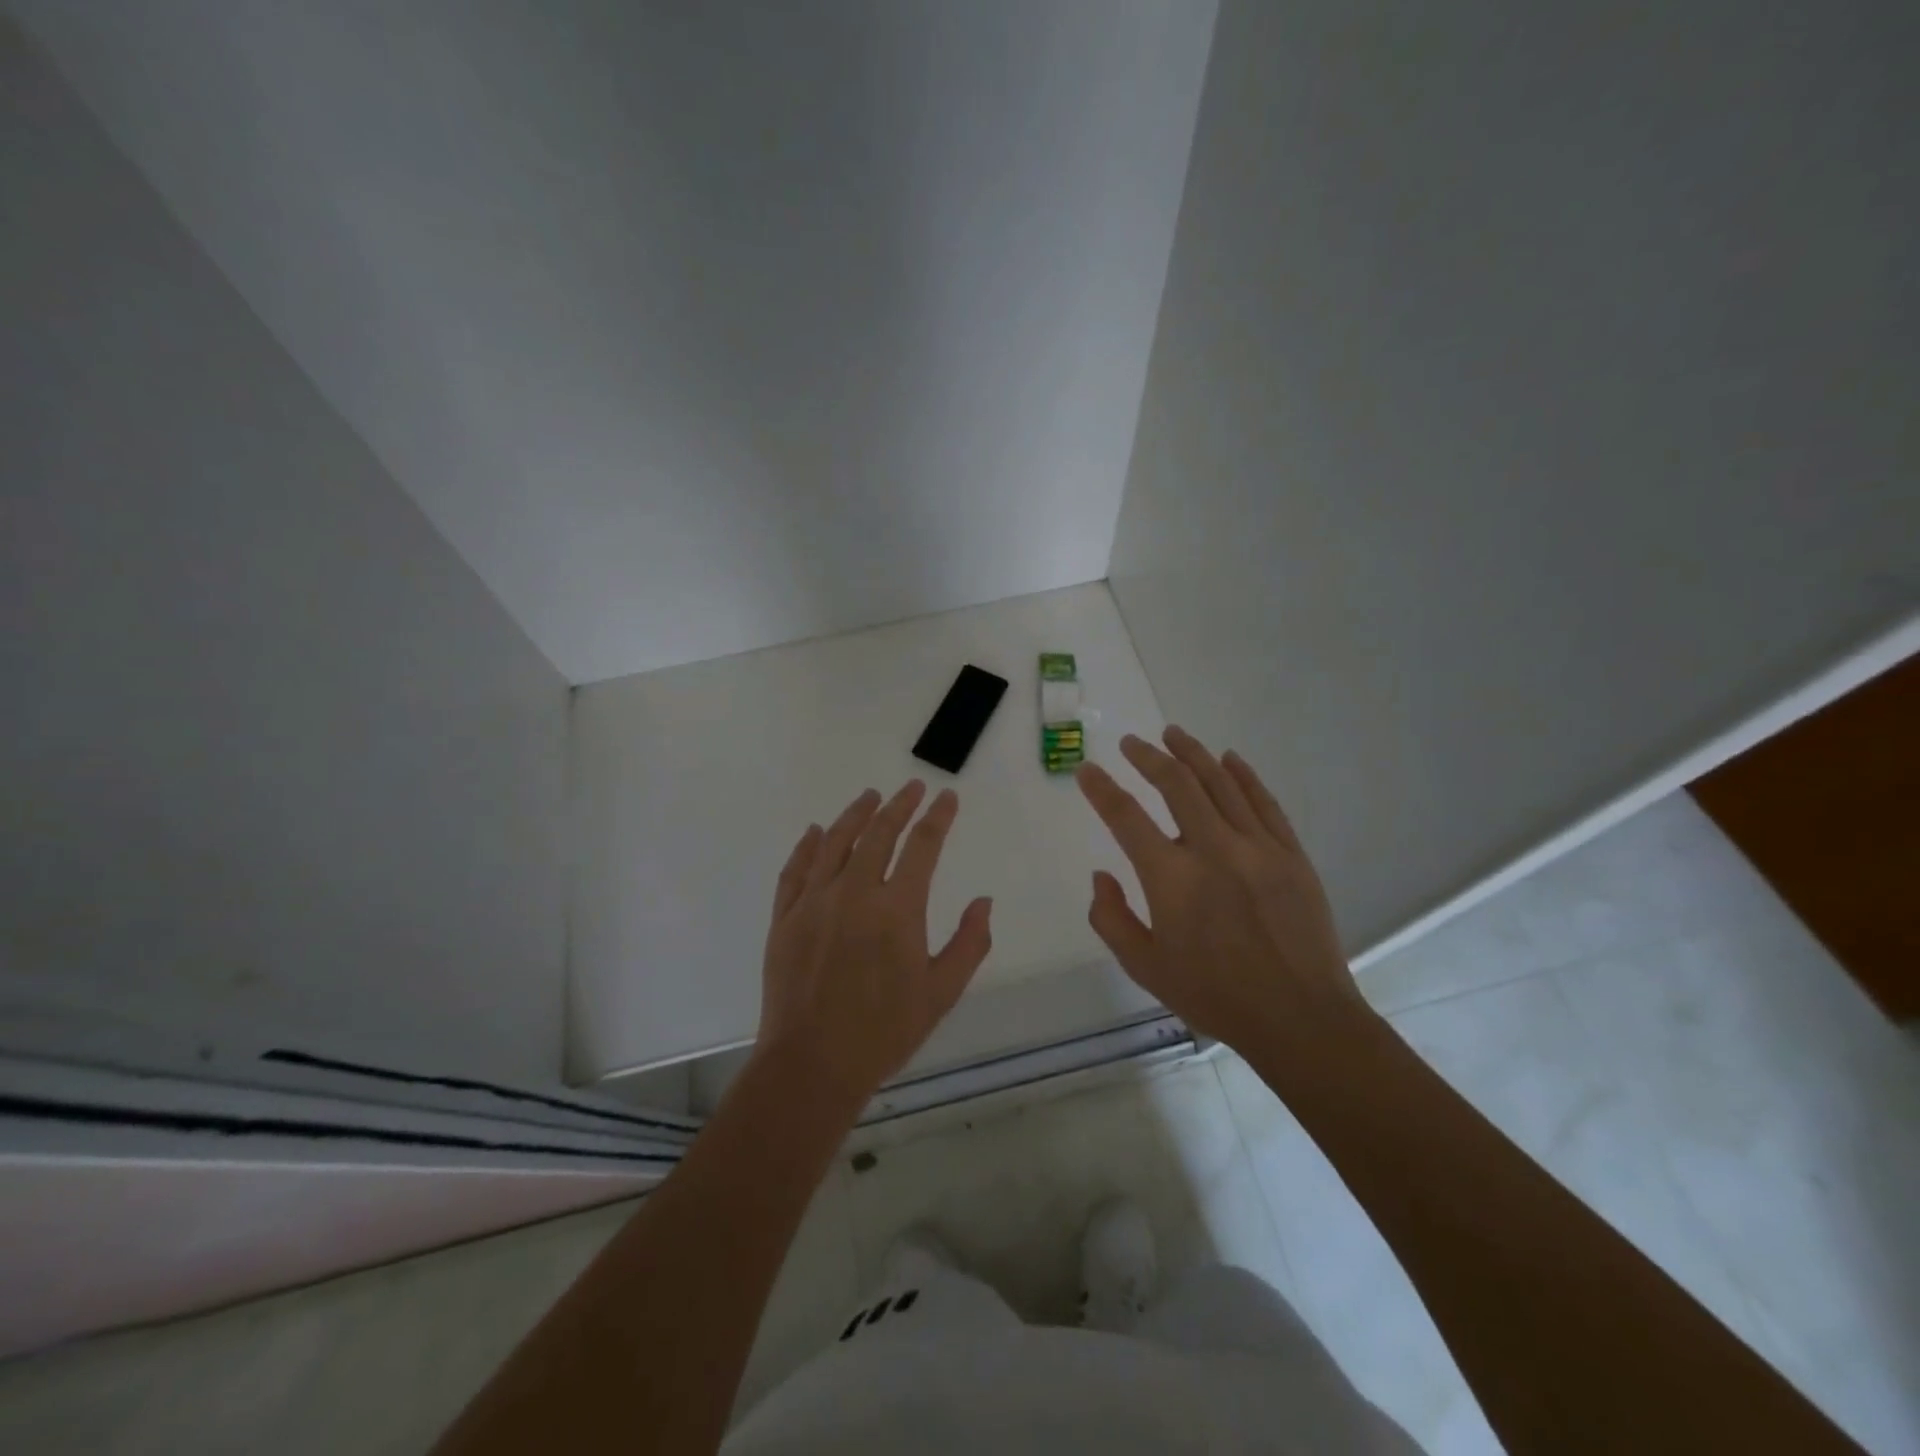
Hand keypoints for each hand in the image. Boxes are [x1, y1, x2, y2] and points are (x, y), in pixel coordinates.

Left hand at [755, 780, 993, 1109]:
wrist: (812, 1065)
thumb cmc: (884, 1032)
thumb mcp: (941, 993)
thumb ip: (969, 943)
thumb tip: (983, 901)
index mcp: (897, 909)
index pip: (923, 846)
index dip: (938, 817)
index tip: (947, 797)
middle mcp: (854, 893)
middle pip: (879, 833)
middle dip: (900, 805)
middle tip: (912, 788)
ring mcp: (814, 902)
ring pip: (836, 842)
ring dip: (855, 814)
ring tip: (870, 796)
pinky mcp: (785, 918)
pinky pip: (796, 870)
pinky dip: (808, 846)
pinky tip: (816, 832)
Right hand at [1075, 727, 1364, 1046]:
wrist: (1300, 1018)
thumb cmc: (1215, 996)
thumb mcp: (1145, 967)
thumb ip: (1112, 919)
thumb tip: (1102, 875)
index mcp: (1172, 879)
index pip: (1125, 818)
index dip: (1101, 789)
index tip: (1087, 770)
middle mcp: (1213, 849)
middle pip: (1176, 784)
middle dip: (1148, 757)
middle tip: (1131, 743)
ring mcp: (1257, 847)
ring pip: (1220, 783)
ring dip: (1192, 753)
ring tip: (1173, 734)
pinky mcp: (1291, 854)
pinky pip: (1264, 802)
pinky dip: (1243, 775)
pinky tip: (1229, 758)